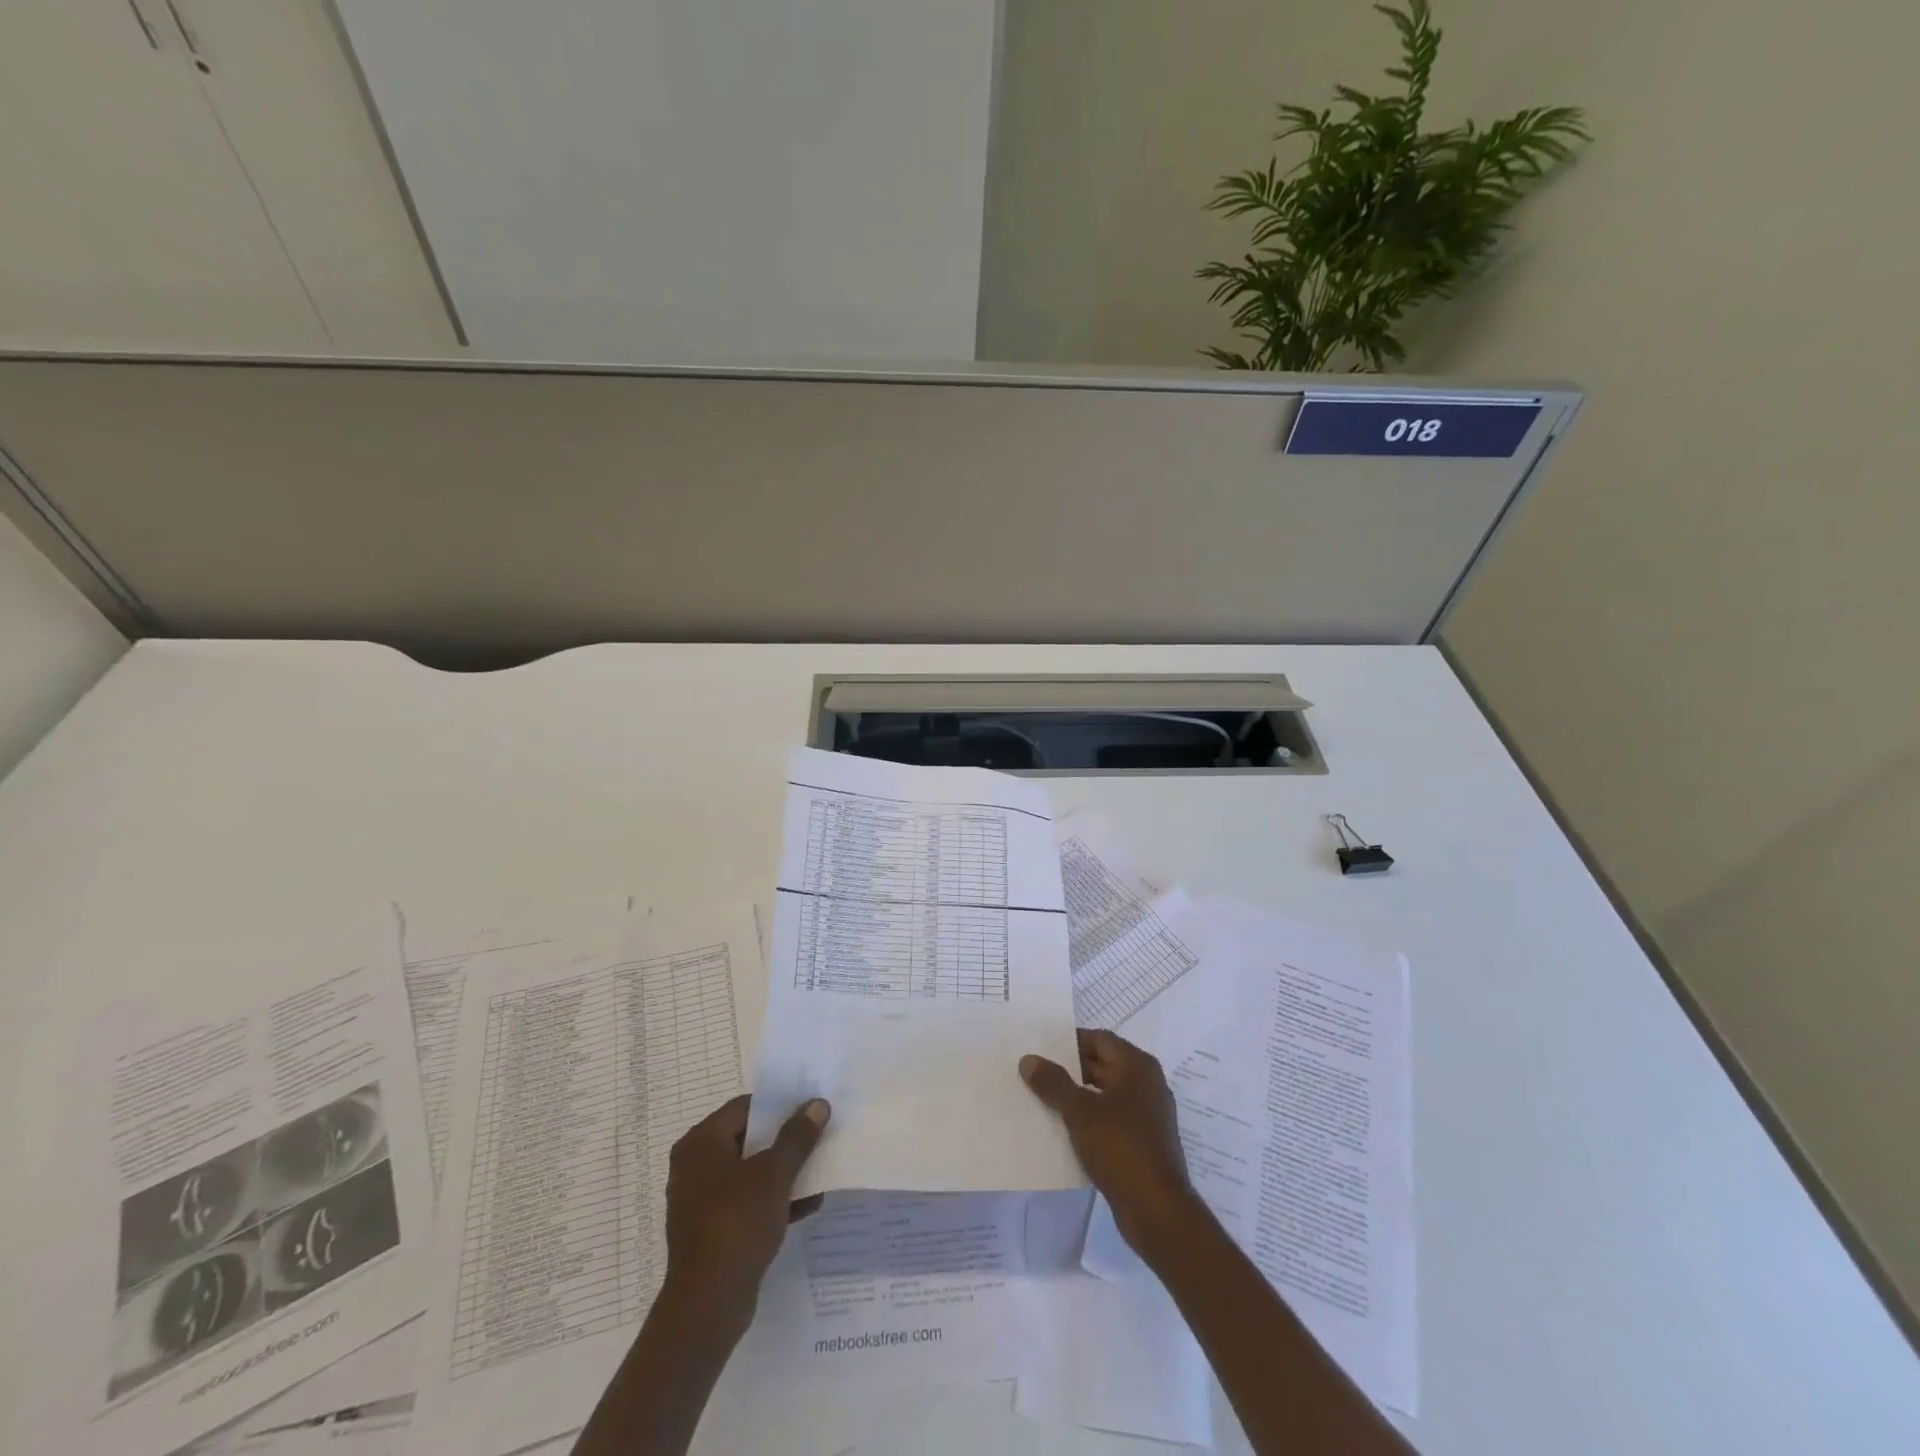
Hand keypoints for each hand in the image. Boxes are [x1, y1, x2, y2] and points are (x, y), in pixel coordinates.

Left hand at [662, 1094, 829, 1321]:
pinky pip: (746, 1202)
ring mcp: (701, 1200)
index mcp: (701, 1143)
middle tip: (819, 1134)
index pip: (746, 1107)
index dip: (780, 1105)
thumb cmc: (736, 1224)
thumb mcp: (774, 1174)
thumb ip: (797, 1137)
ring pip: (750, 1173)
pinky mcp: (712, 1230)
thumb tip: (817, 1103)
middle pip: (748, 1139)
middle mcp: (695, 1166)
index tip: (810, 1108)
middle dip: (785, 1139)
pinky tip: (808, 1204)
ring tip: (819, 1168)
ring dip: (782, 1171)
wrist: (707, 1306)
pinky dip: (773, 1199)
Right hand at [1020, 1029, 1198, 1256]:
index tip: (1040, 1048)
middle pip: (1102, 1065)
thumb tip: (1028, 1059)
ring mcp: (1148, 1114)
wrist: (1157, 1210)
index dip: (1069, 1042)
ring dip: (1078, 1096)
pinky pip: (1111, 1118)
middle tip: (1035, 1075)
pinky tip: (1064, 1130)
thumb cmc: (1120, 1147)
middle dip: (1069, 1070)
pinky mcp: (1144, 1141)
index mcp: (1137, 1066)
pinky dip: (1090, 1119)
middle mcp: (1147, 1083)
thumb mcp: (1079, 1111)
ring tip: (1043, 1101)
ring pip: (1105, 1094)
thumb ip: (1053, 1082)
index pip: (1098, 1039)